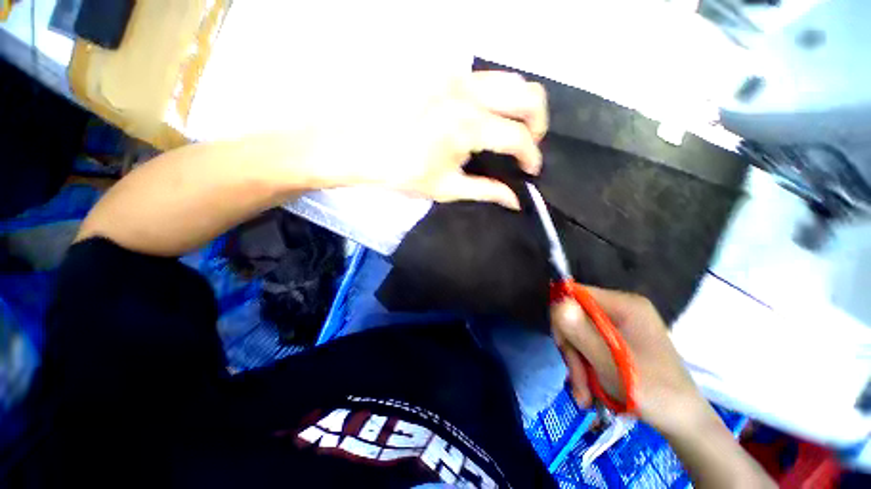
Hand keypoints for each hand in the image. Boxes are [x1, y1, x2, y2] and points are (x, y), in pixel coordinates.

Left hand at [368, 71, 546, 209]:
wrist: (361, 147)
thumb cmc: (403, 172)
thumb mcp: (447, 189)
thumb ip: (486, 192)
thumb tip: (515, 201)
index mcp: (468, 127)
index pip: (518, 137)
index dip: (531, 156)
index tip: (531, 170)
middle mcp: (468, 93)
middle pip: (528, 94)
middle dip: (538, 123)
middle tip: (528, 144)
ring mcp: (455, 76)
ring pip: (510, 79)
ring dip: (520, 105)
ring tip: (511, 128)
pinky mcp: (443, 72)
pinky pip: (485, 77)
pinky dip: (496, 96)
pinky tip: (486, 115)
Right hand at [550, 288, 710, 436]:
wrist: (684, 422)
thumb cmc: (653, 392)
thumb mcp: (611, 363)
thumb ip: (581, 332)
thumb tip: (557, 303)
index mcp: (625, 305)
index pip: (575, 294)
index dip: (562, 317)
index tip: (563, 346)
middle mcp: (621, 309)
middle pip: (575, 317)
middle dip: (572, 350)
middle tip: (577, 381)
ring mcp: (620, 326)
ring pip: (579, 335)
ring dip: (577, 364)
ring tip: (584, 394)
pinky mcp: (618, 341)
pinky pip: (589, 346)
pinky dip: (585, 368)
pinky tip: (589, 391)